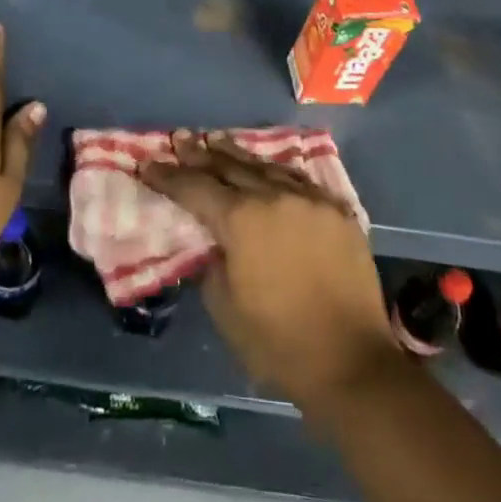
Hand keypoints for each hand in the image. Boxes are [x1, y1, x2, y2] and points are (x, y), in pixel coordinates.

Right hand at [140, 131, 399, 413]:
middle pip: (229, 166)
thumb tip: (214, 242)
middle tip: (179, 138)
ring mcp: (309, 200)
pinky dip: (274, 172)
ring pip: (265, 166)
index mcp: (241, 220)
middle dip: (200, 154)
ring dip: (236, 154)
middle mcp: (274, 197)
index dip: (168, 176)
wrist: (352, 362)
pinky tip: (266, 167)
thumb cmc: (279, 343)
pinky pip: (298, 180)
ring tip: (216, 140)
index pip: (195, 188)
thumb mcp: (225, 309)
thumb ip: (212, 264)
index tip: (147, 163)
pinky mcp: (336, 211)